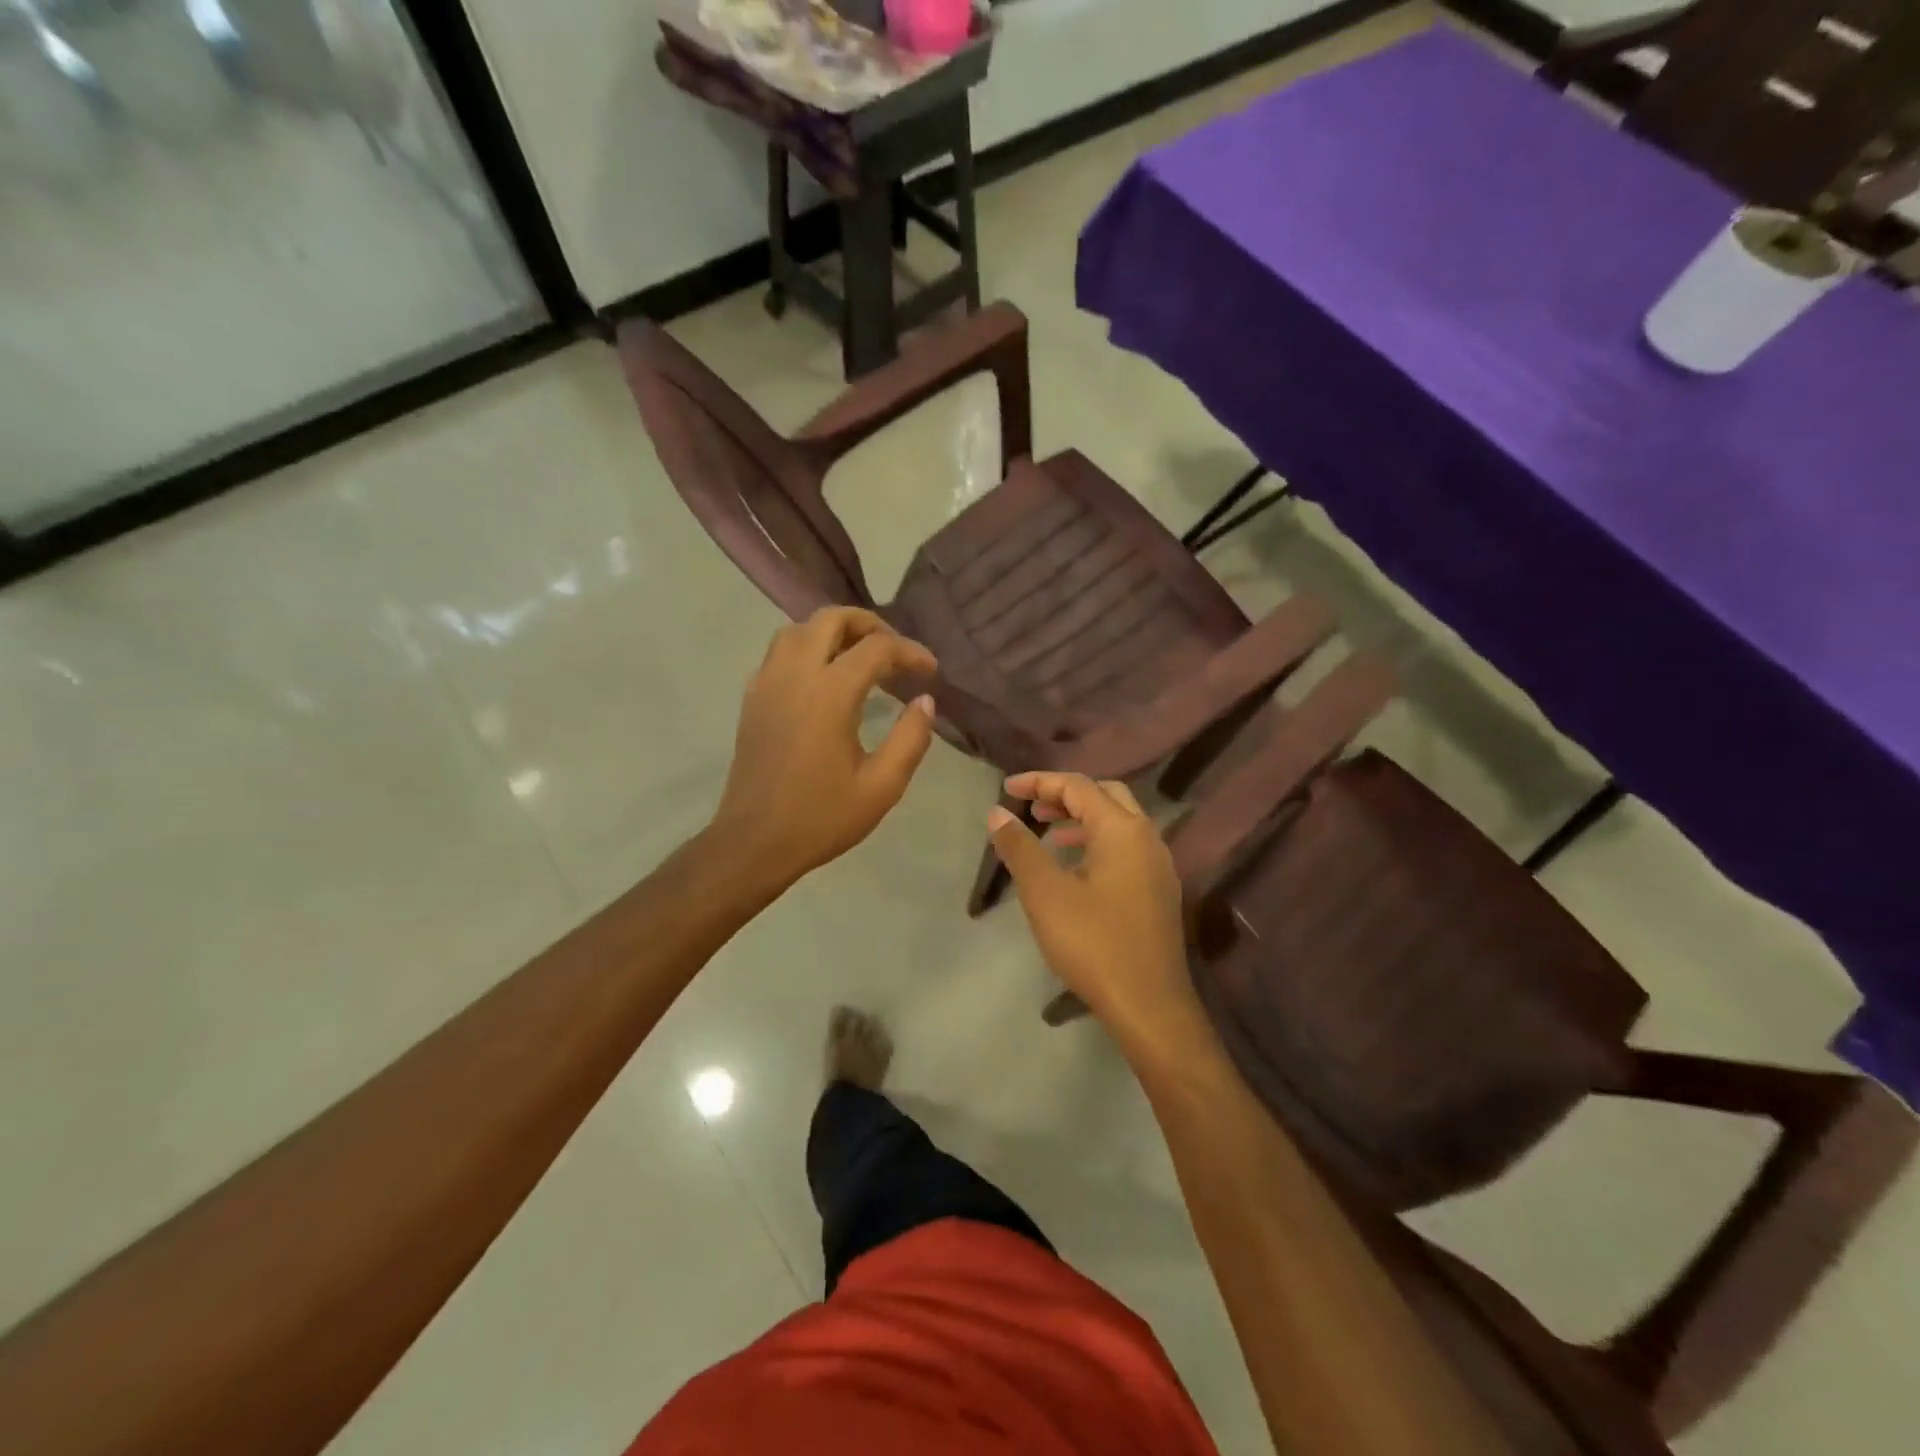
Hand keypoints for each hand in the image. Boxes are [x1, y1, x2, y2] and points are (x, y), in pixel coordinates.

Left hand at [711, 608, 939, 892]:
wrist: (754, 842)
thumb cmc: (821, 817)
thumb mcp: (882, 786)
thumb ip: (911, 738)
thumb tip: (924, 701)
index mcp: (829, 693)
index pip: (877, 648)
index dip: (910, 652)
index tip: (931, 672)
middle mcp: (794, 674)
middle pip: (831, 618)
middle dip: (870, 625)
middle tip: (895, 653)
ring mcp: (767, 682)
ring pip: (799, 629)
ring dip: (834, 633)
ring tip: (860, 659)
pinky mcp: (752, 698)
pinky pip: (779, 652)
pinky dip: (807, 648)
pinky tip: (824, 680)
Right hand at [987, 773, 1206, 1055]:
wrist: (1149, 1006)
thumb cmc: (1093, 943)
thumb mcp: (1045, 893)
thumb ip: (1021, 848)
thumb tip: (998, 813)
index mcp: (1123, 829)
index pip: (1078, 786)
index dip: (1040, 782)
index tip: (1007, 789)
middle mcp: (1147, 837)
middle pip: (1105, 795)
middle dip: (1065, 795)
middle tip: (1032, 807)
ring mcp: (1158, 865)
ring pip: (1119, 822)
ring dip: (1082, 819)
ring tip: (1048, 833)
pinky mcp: (1159, 891)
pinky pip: (1126, 848)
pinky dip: (1097, 842)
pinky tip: (1075, 868)